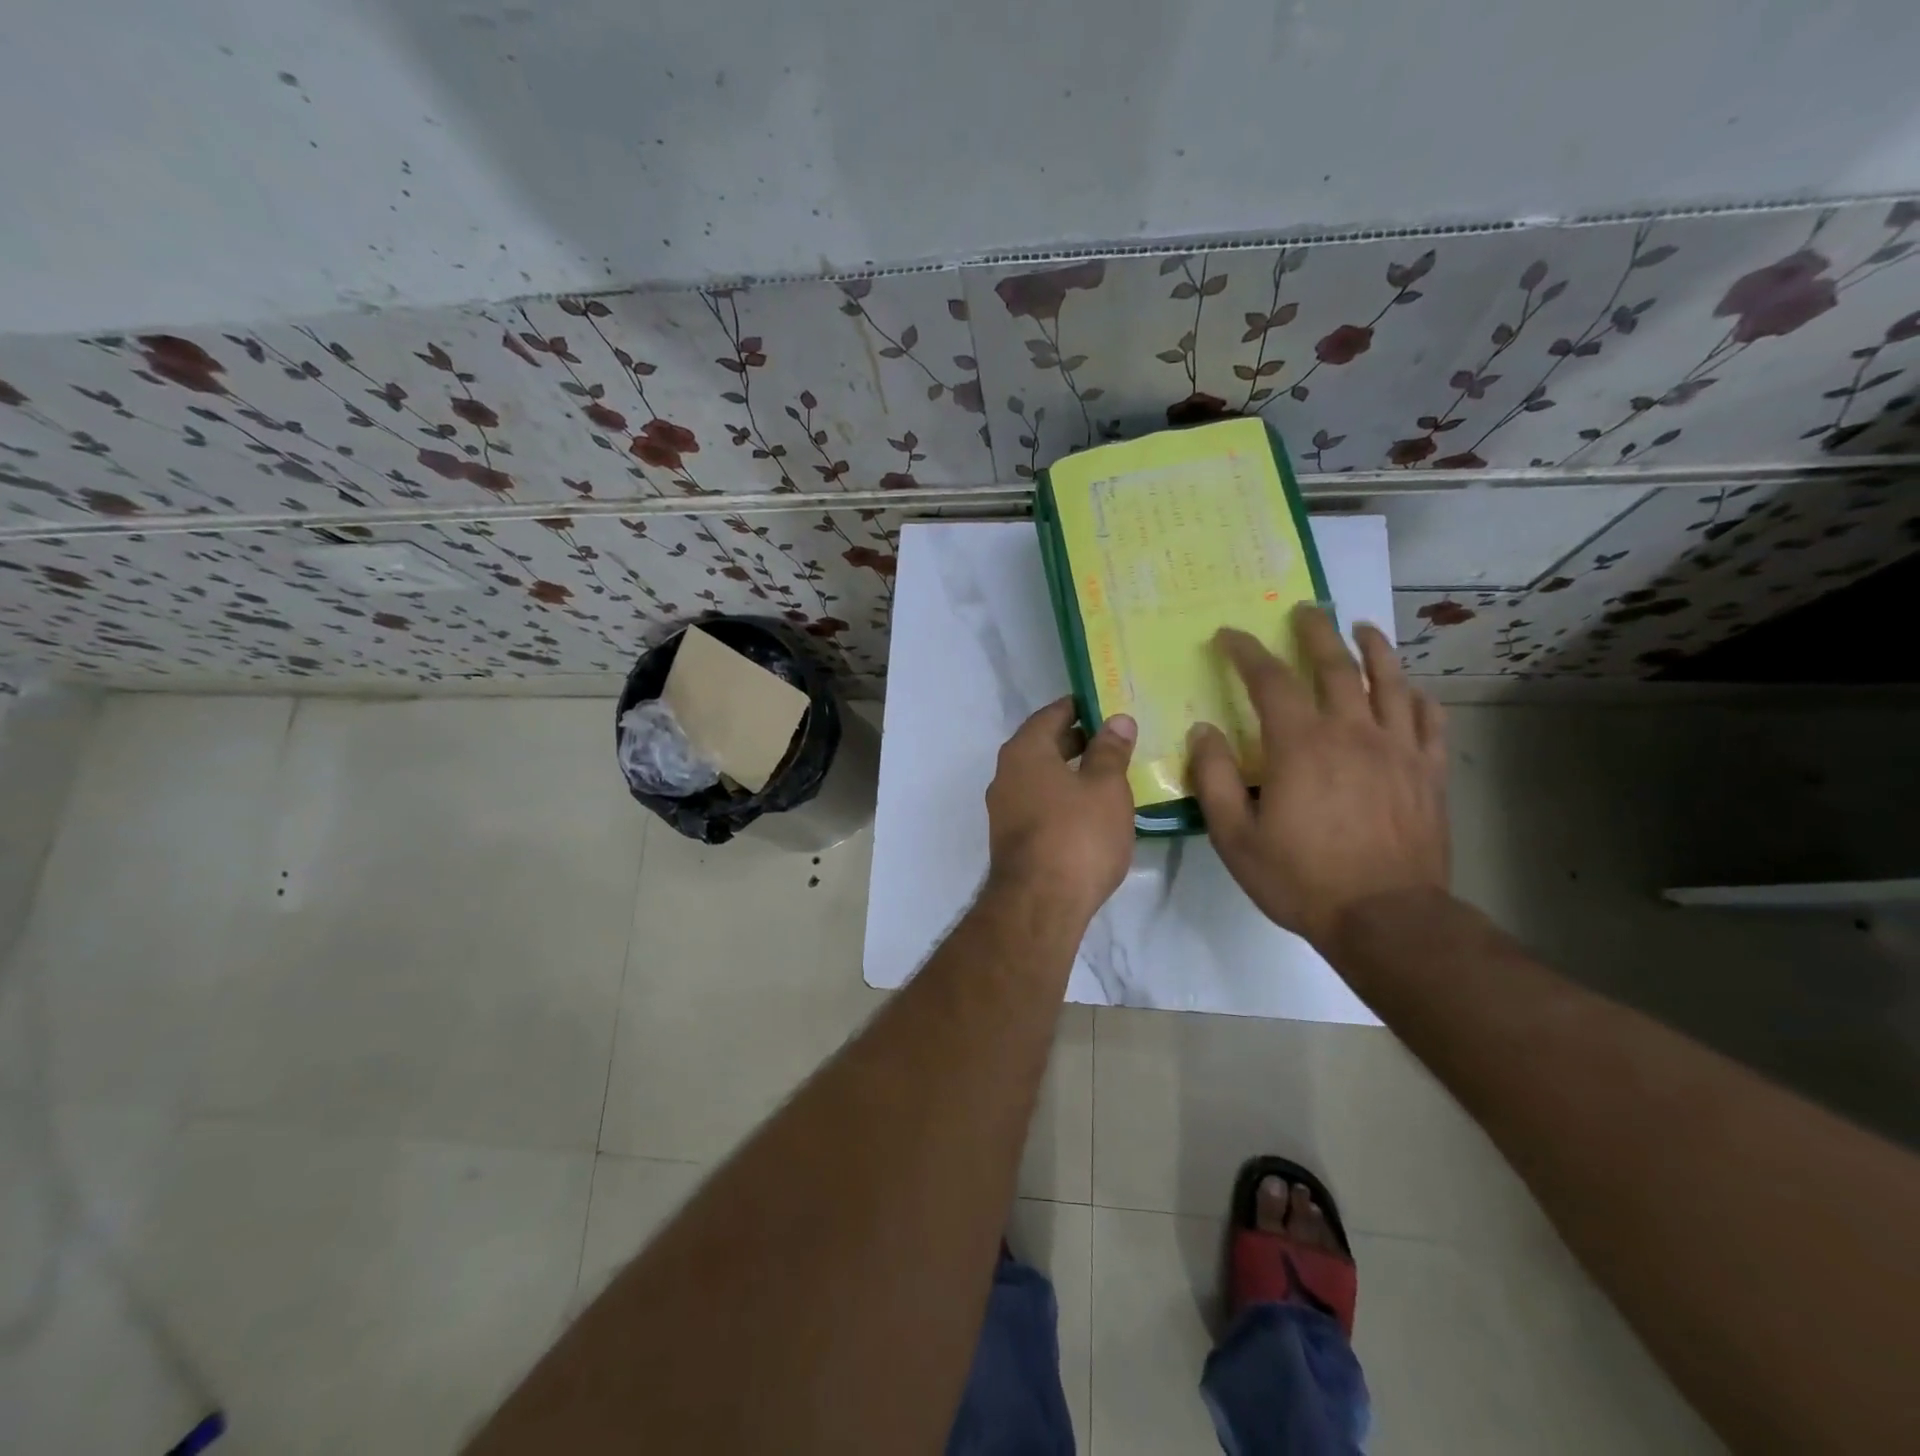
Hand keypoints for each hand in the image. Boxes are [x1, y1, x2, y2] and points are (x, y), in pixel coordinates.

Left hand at [985, 699, 1137, 917]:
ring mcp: (1004, 809)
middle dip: (1078, 740)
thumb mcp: (1105, 787)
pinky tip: (1090, 811)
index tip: (1108, 706)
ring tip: (1110, 775)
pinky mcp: (1011, 839)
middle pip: (1044, 745)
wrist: (1039, 904)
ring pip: (1041, 777)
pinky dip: (1063, 798)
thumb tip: (1117, 720)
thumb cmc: (1077, 835)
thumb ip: (1110, 751)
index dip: (1081, 707)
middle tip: (1116, 739)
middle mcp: (1006, 774)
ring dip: (1071, 772)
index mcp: (1025, 751)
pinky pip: (1040, 804)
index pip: (1052, 714)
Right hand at [1187, 606, 1448, 949]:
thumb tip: (1203, 731)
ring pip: (1389, 681)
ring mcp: (1398, 748)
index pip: (1269, 680)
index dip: (1246, 651)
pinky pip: (1428, 719)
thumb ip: (1214, 779)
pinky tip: (1410, 688)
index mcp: (1301, 744)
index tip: (1229, 636)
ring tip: (1362, 628)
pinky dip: (1417, 695)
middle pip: (1335, 665)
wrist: (1387, 918)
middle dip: (1314, 632)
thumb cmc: (1301, 879)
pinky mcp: (1428, 771)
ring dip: (1374, 648)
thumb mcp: (1235, 837)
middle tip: (1304, 610)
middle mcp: (1352, 732)